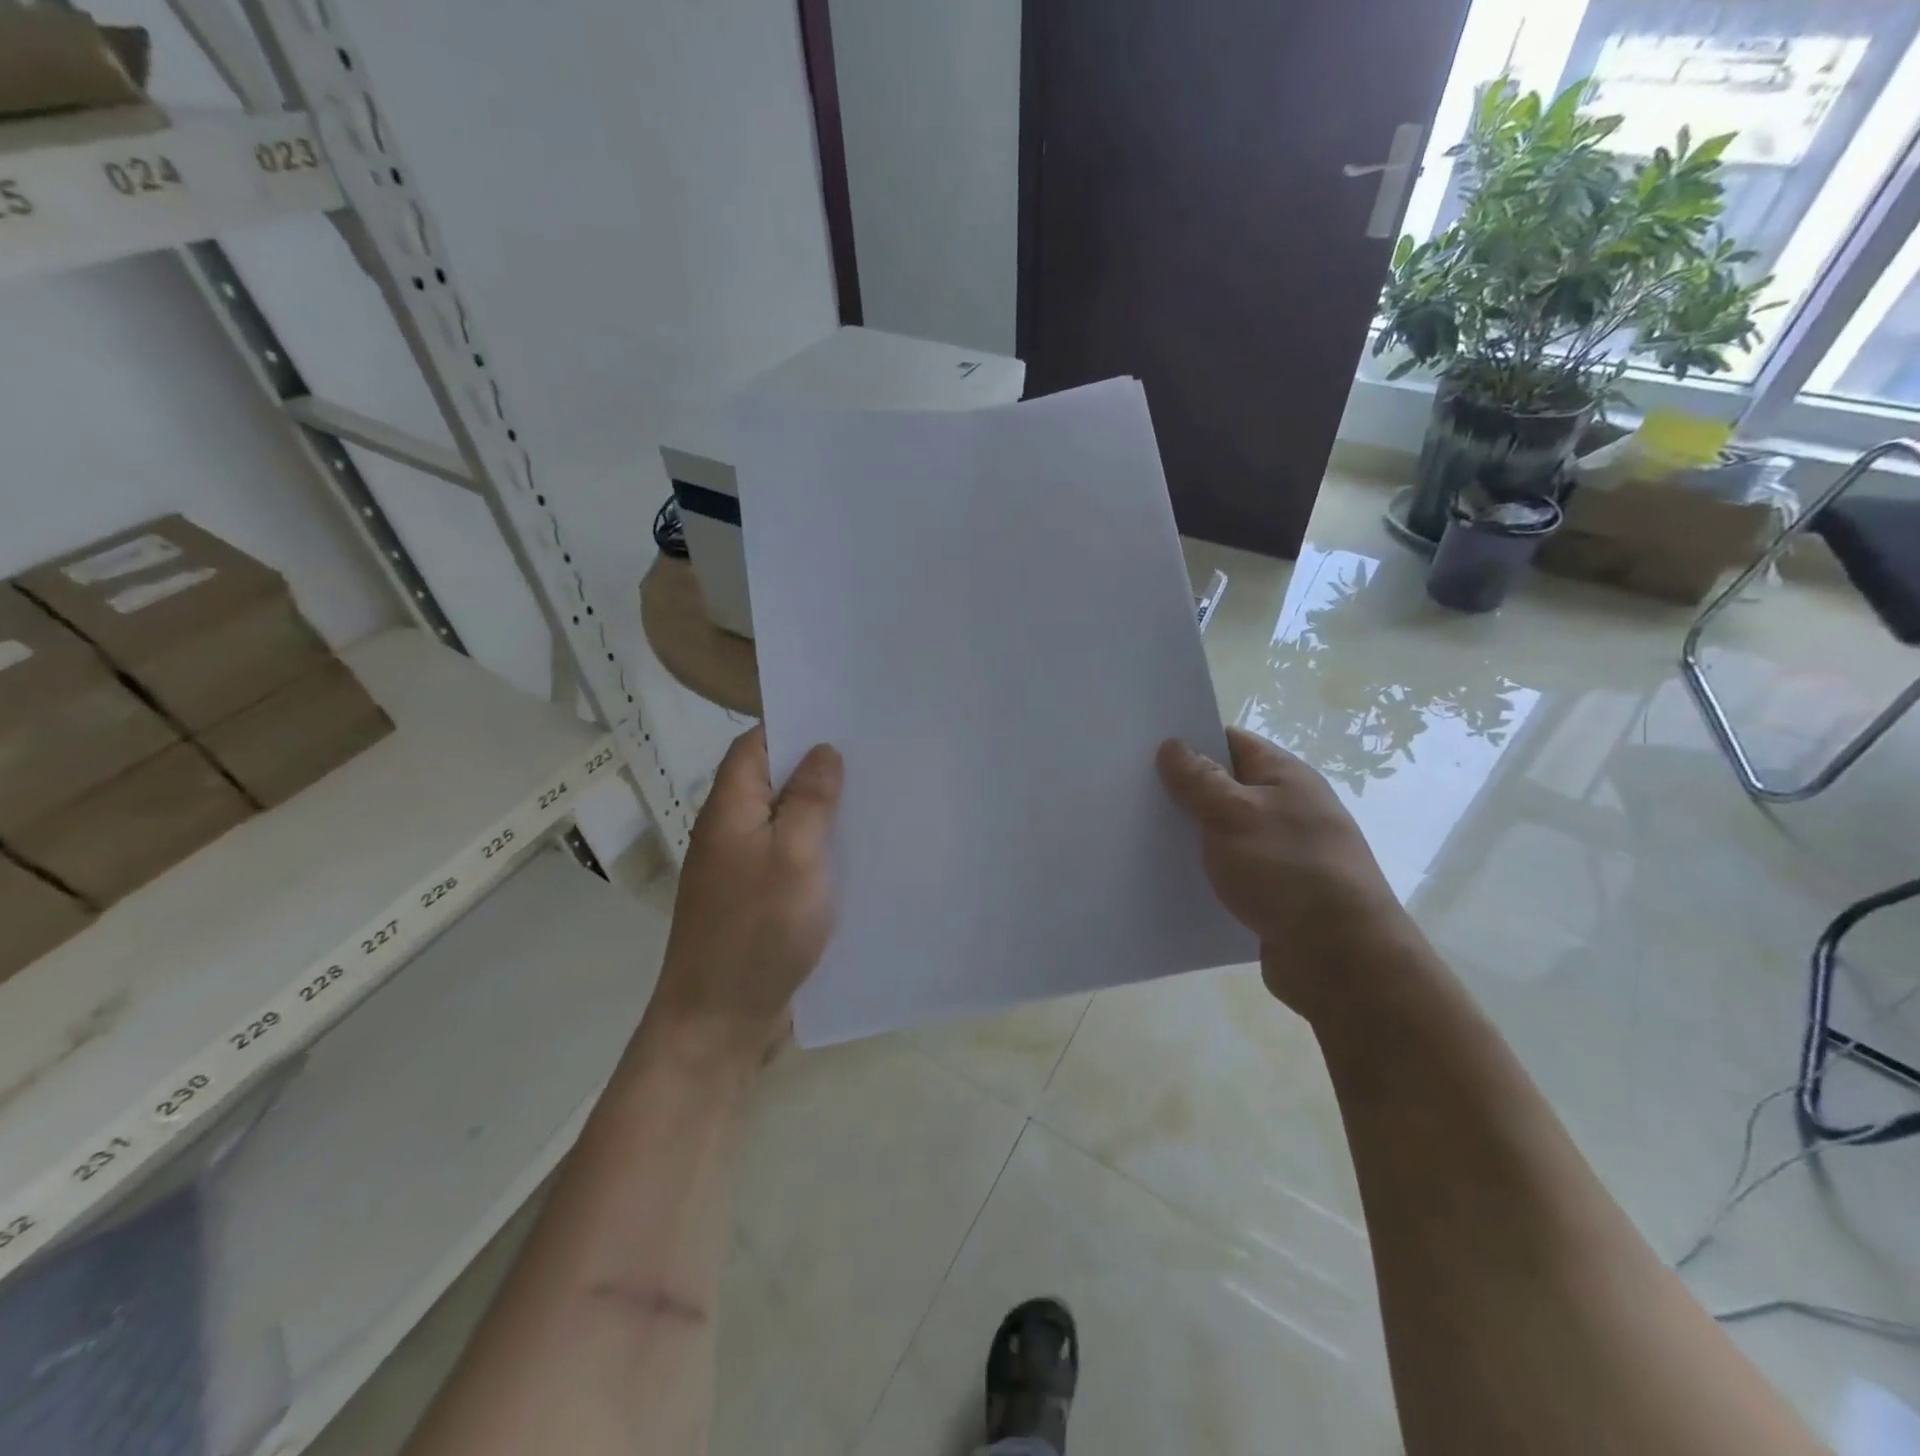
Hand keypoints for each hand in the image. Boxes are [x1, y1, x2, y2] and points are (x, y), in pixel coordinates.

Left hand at [648, 725, 842, 1064]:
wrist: (719, 1021)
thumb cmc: (758, 930)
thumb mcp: (794, 855)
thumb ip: (809, 800)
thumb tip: (822, 750)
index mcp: (730, 809)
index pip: (754, 745)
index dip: (792, 726)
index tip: (842, 720)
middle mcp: (731, 832)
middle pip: (772, 781)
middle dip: (818, 768)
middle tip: (874, 758)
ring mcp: (743, 869)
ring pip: (786, 822)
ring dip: (823, 811)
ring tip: (876, 798)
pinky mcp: (759, 901)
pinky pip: (792, 859)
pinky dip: (820, 850)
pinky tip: (858, 855)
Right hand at [1157, 726, 1419, 1018]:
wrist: (1340, 959)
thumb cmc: (1288, 871)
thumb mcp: (1235, 815)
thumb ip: (1200, 780)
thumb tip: (1173, 745)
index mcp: (1286, 777)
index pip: (1231, 742)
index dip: (1190, 741)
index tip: (1145, 749)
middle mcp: (1288, 808)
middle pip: (1226, 787)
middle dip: (1184, 791)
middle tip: (1133, 793)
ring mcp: (1284, 852)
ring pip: (1225, 832)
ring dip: (1192, 835)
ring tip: (1141, 835)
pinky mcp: (1276, 892)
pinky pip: (1232, 870)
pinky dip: (1206, 871)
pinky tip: (1172, 877)